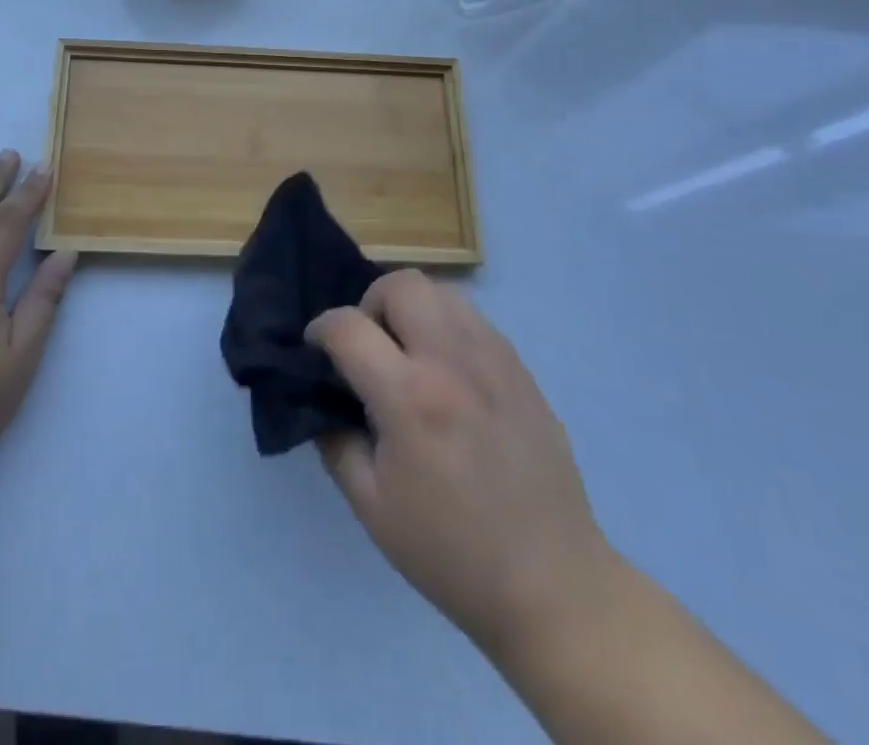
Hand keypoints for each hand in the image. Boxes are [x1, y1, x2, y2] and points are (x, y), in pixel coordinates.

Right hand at [306, 271, 613, 656]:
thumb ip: (335, 442)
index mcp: (410, 399)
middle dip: (370, 303)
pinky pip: (473, 319)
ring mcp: (494, 360)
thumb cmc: (451, 553)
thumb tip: (324, 400)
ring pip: (441, 291)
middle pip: (401, 284)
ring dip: (411, 309)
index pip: (348, 326)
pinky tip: (448, 373)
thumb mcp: (371, 508)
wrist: (552, 584)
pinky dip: (446, 327)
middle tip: (369, 346)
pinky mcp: (521, 369)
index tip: (316, 349)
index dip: (320, 330)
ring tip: (408, 354)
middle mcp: (452, 362)